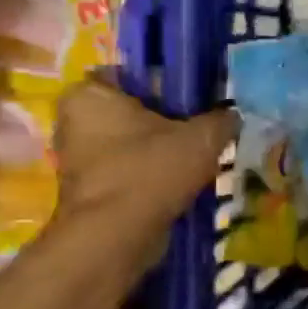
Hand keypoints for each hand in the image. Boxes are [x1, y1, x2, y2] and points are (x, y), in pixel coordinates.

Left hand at [52, 78, 236, 257]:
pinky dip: (153, 168)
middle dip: (167, 116)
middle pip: (132, 108)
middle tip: (205, 124)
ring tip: (201, 152)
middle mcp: (73, 120)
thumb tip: (234, 115)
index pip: (131, 73)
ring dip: (162, 145)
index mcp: (90, 95)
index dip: (167, 82)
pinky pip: (129, 165)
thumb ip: (224, 118)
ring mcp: (77, 156)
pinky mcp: (88, 186)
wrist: (117, 234)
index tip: (198, 97)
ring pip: (131, 139)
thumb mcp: (205, 136)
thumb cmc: (152, 170)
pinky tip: (185, 177)